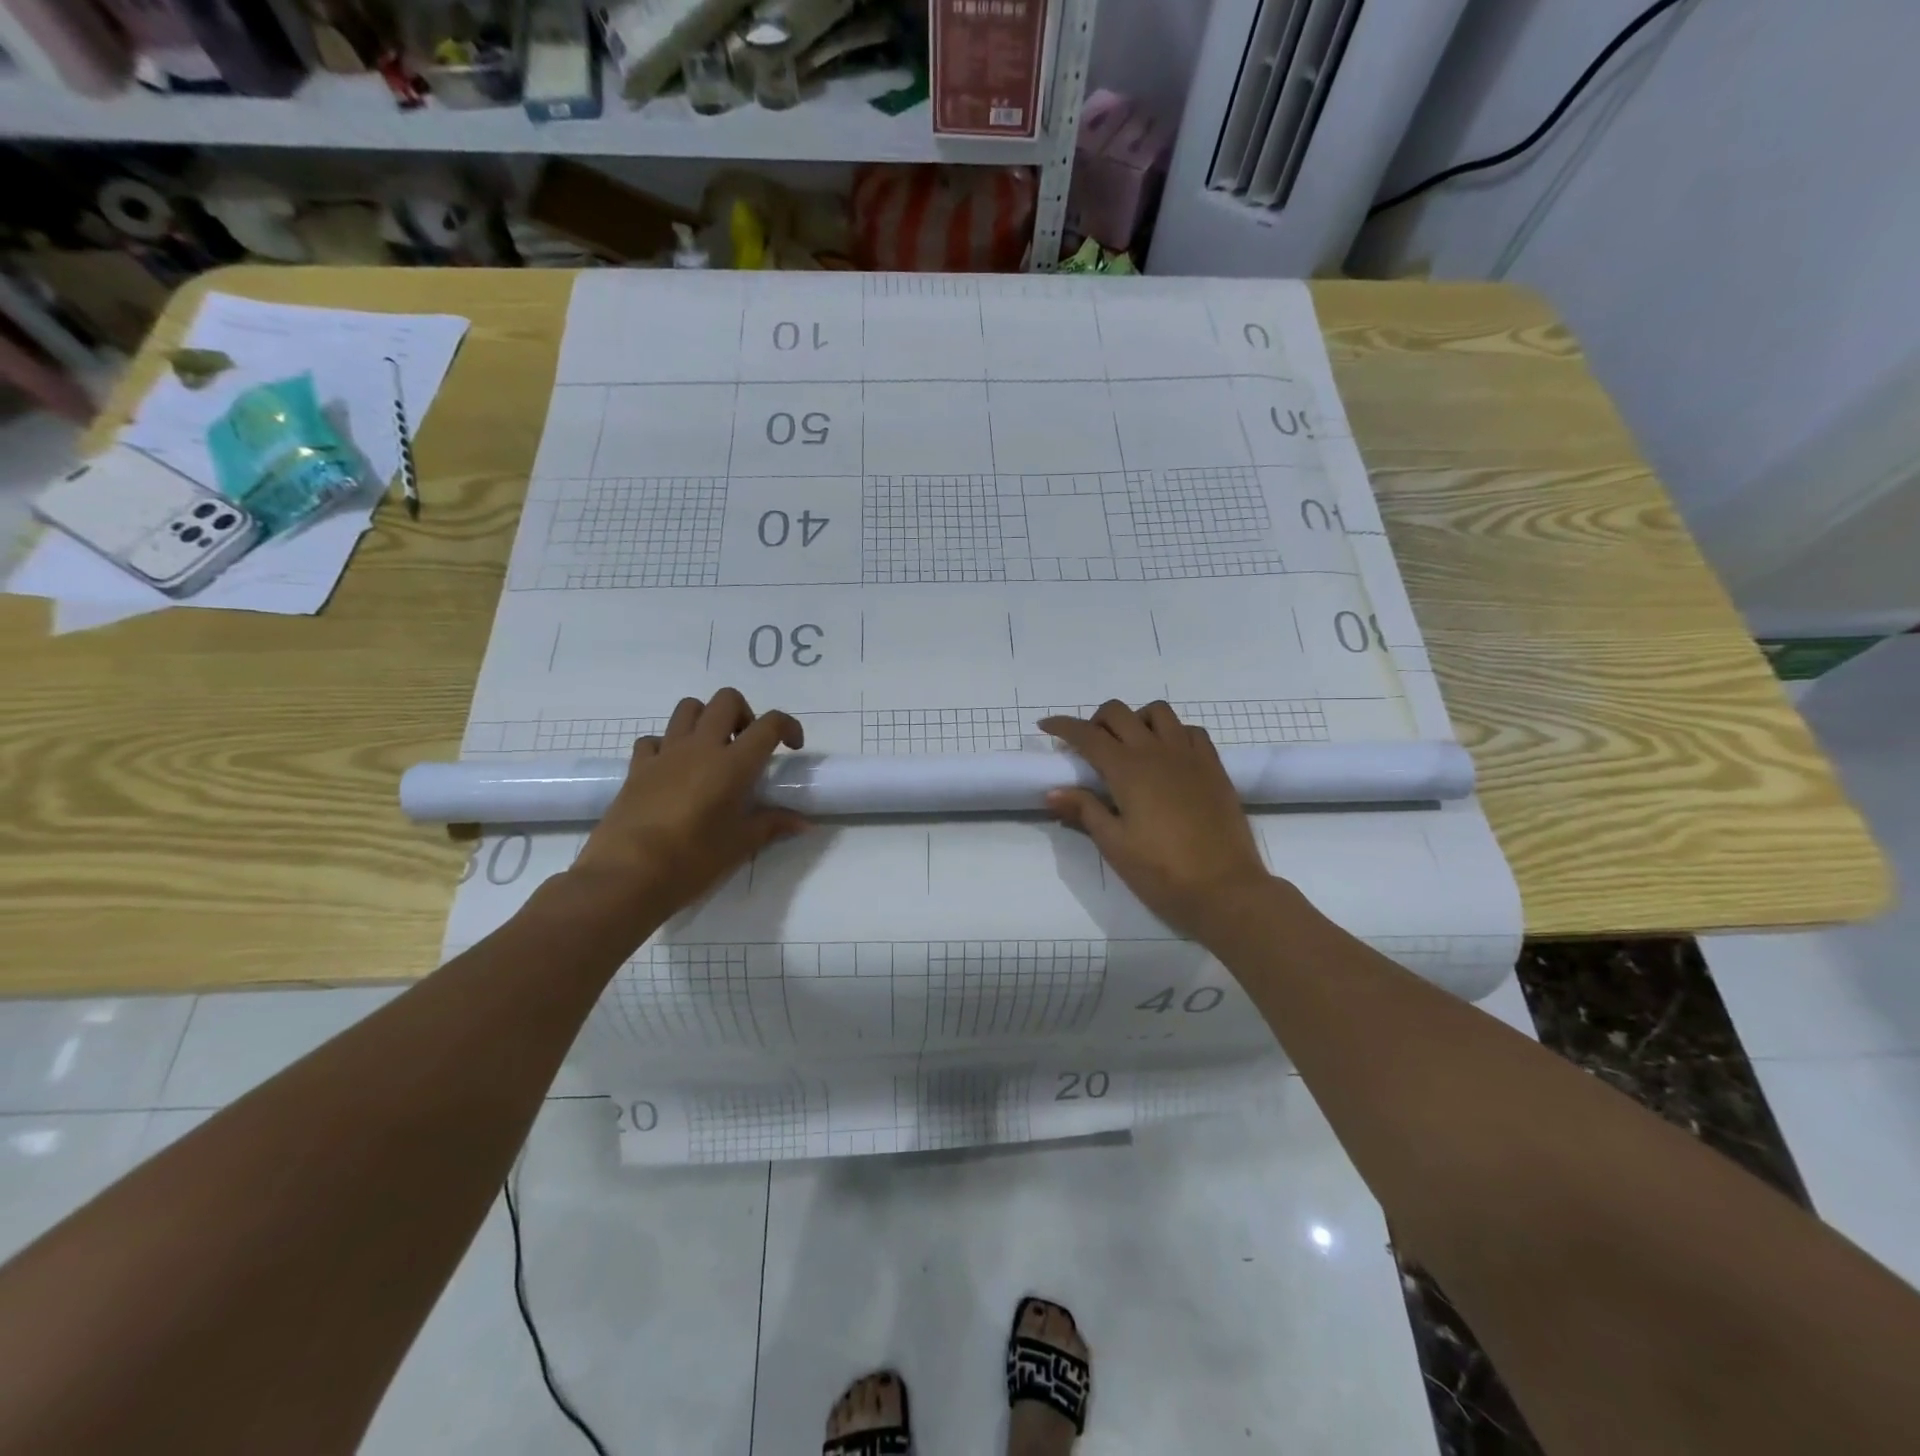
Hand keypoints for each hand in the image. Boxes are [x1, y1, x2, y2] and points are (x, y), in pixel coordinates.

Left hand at [569, 689, 807, 928]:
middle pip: (726, 700)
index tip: (792, 747)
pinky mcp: (637, 767)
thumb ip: (773, 825)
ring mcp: (665, 753)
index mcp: (733, 764)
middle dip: (744, 714)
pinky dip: (668, 745)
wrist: (627, 876)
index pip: (769, 725)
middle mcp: (700, 747)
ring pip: (688, 708)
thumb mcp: (741, 845)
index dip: (788, 727)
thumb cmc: (693, 860)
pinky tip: (673, 770)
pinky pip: (654, 739)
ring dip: (706, 719)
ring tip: (712, 752)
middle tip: (747, 746)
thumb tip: (803, 823)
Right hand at [1040, 700, 1276, 938]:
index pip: (1087, 735)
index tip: (1045, 726)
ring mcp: (1189, 755)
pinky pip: (1190, 731)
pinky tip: (1167, 756)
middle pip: (1119, 713)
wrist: (1225, 889)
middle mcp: (1157, 751)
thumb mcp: (1114, 844)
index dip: (1062, 726)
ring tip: (1130, 747)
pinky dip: (1172, 732)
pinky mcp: (1214, 767)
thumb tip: (1053, 791)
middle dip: (1096, 721)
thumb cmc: (1162, 871)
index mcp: (1127, 769)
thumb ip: (1084, 810)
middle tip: (1088, 746)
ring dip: (1136, 720)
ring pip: (1158, 713)